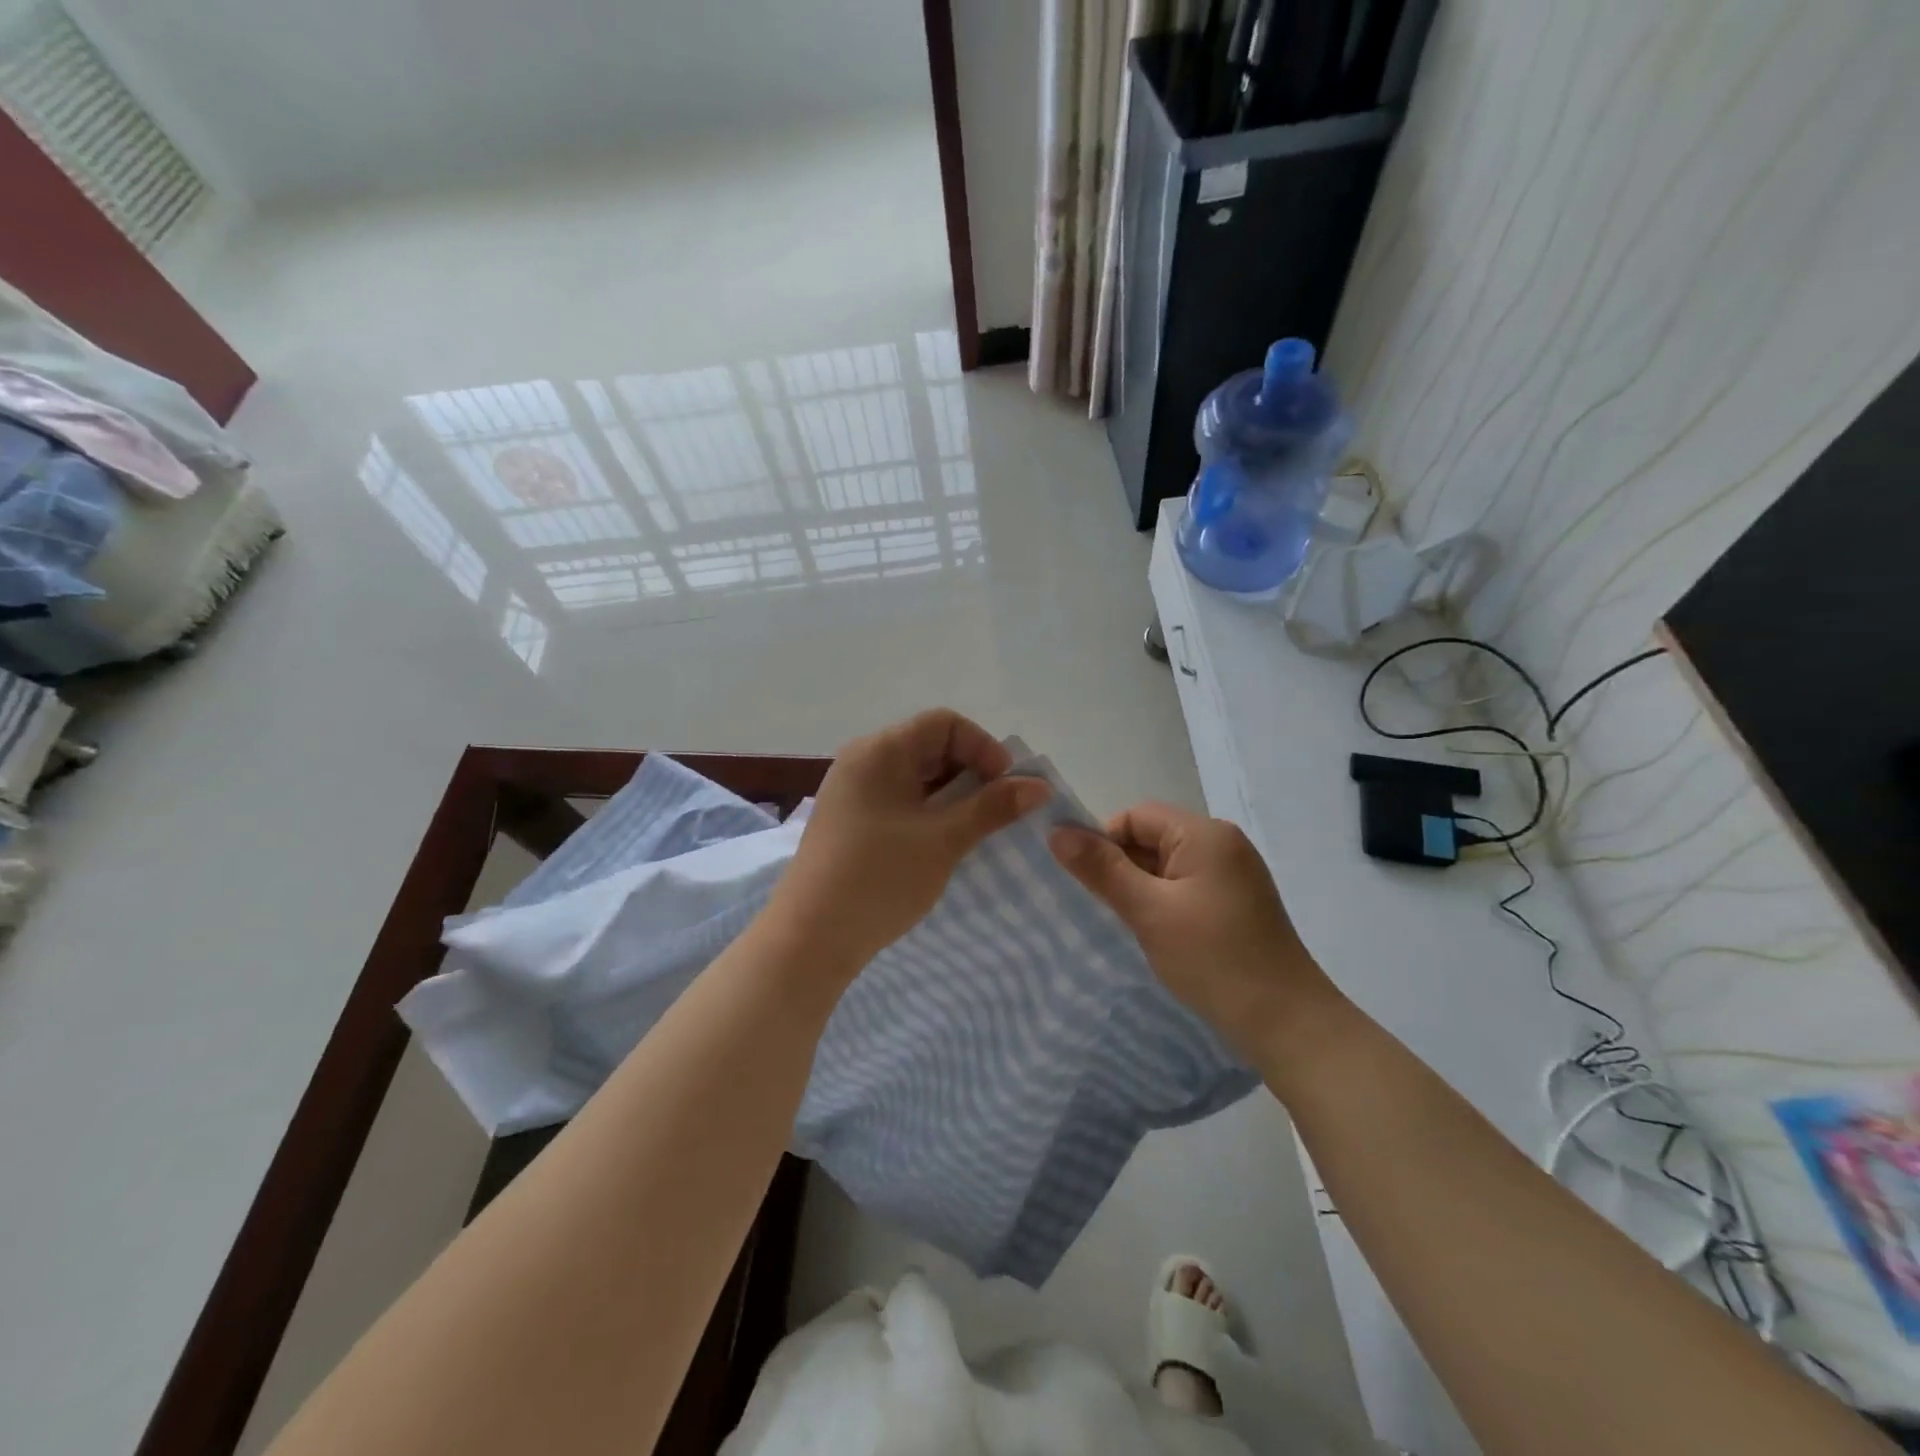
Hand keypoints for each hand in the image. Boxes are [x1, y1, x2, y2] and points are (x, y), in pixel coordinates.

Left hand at [767, 709, 1050, 975]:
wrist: (811, 937)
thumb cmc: (879, 878)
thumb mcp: (944, 840)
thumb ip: (993, 807)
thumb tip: (1039, 785)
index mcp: (880, 750)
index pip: (944, 723)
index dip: (983, 747)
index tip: (1005, 787)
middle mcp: (863, 760)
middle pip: (930, 745)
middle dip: (971, 772)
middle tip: (996, 811)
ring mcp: (853, 790)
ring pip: (916, 775)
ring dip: (952, 795)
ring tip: (973, 829)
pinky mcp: (851, 819)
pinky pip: (899, 798)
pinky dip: (928, 811)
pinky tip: (943, 842)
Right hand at [1049, 803, 1333, 1053]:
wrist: (1287, 1023)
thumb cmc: (1214, 960)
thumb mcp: (1148, 911)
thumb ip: (1101, 869)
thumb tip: (1057, 832)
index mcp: (1205, 834)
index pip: (1136, 817)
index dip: (1103, 841)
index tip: (1086, 883)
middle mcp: (1223, 844)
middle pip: (1153, 838)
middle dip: (1121, 867)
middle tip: (1100, 907)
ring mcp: (1234, 874)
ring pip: (1168, 866)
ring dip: (1141, 888)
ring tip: (1126, 923)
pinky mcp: (1238, 903)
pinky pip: (1187, 887)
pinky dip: (1164, 903)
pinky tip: (1156, 934)